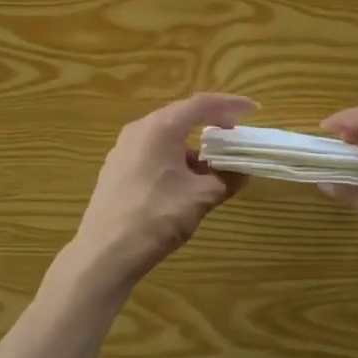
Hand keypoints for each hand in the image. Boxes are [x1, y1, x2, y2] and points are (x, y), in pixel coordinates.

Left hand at [62, 92, 256, 298]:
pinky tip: (185, 183)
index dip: (230, 105)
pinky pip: (152, 153)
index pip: (201, 104)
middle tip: (234, 137)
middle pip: (181, 117)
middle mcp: (139, 130)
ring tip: (213, 167)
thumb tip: (243, 172)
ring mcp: (123, 150)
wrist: (105, 253)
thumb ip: (226, 179)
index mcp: (160, 127)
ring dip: (193, 147)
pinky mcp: (116, 169)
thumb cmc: (156, 217)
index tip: (252, 110)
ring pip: (166, 137)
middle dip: (211, 125)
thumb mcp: (200, 197)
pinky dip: (174, 159)